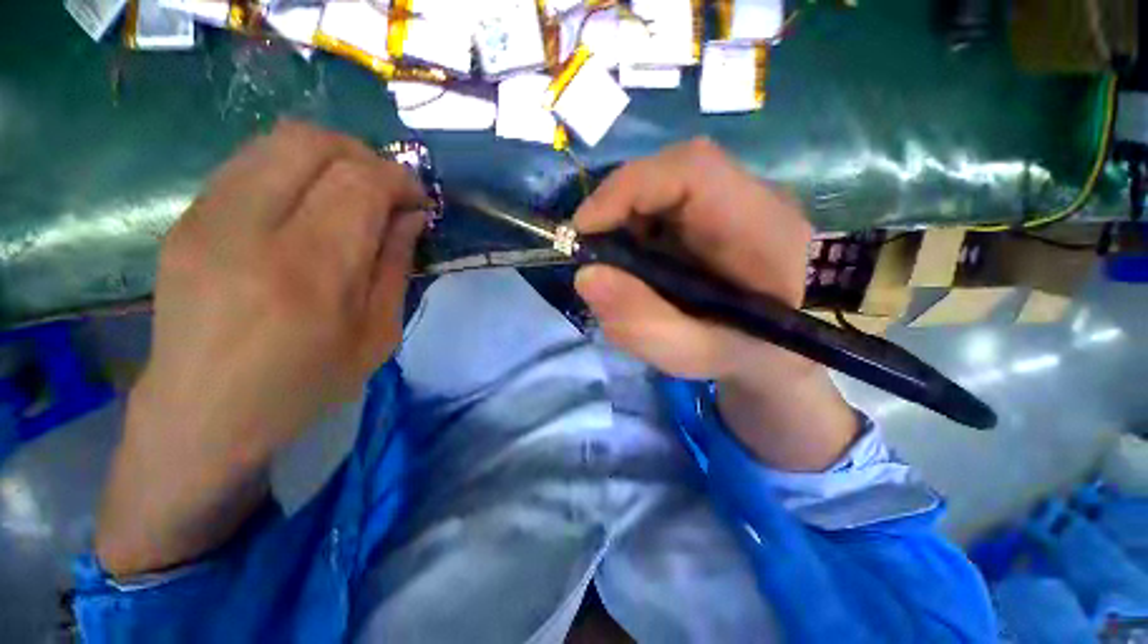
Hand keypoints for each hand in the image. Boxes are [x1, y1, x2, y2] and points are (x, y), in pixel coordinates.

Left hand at [96, 121, 426, 575]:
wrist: (203, 416)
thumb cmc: (304, 387)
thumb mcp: (377, 335)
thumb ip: (395, 265)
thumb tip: (411, 216)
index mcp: (309, 271)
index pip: (359, 182)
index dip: (399, 179)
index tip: (418, 200)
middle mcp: (249, 229)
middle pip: (313, 142)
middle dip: (365, 156)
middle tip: (387, 190)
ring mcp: (206, 217)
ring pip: (277, 140)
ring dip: (330, 156)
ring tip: (352, 192)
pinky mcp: (186, 218)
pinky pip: (251, 162)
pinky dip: (294, 168)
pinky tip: (309, 203)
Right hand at [574, 139, 857, 470]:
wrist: (776, 351)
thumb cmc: (743, 356)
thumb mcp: (692, 354)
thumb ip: (641, 323)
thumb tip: (586, 276)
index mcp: (764, 229)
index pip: (694, 171)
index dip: (629, 187)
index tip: (585, 228)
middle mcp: (754, 200)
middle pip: (673, 171)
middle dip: (619, 206)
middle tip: (591, 249)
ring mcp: (736, 201)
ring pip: (665, 186)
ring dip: (626, 219)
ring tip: (616, 262)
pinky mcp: (719, 212)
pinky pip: (667, 203)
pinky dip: (637, 227)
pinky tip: (637, 262)